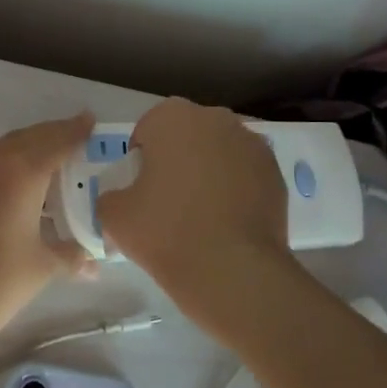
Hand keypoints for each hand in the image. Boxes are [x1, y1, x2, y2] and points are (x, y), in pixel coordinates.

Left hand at [0, 113, 95, 342]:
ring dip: (17, 154)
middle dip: (48, 138)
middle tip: (68, 142)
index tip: (89, 121)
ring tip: (34, 169)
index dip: (76, 130)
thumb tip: (94, 263)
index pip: (56, 140)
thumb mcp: (44, 266)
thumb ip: (73, 254)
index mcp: (21, 171)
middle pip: (25, 139)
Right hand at [97, 98, 289, 312]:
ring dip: (209, 171)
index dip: (140, 160)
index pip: (147, 130)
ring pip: (219, 152)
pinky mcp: (276, 172)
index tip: (141, 190)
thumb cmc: (166, 231)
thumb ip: (110, 196)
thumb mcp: (114, 215)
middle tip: (169, 200)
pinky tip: (227, 221)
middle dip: (178, 158)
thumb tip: (121, 199)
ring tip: (202, 213)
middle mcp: (215, 119)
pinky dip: (236, 188)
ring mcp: (251, 144)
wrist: (232, 270)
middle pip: (187, 135)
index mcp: (172, 117)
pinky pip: (245, 174)